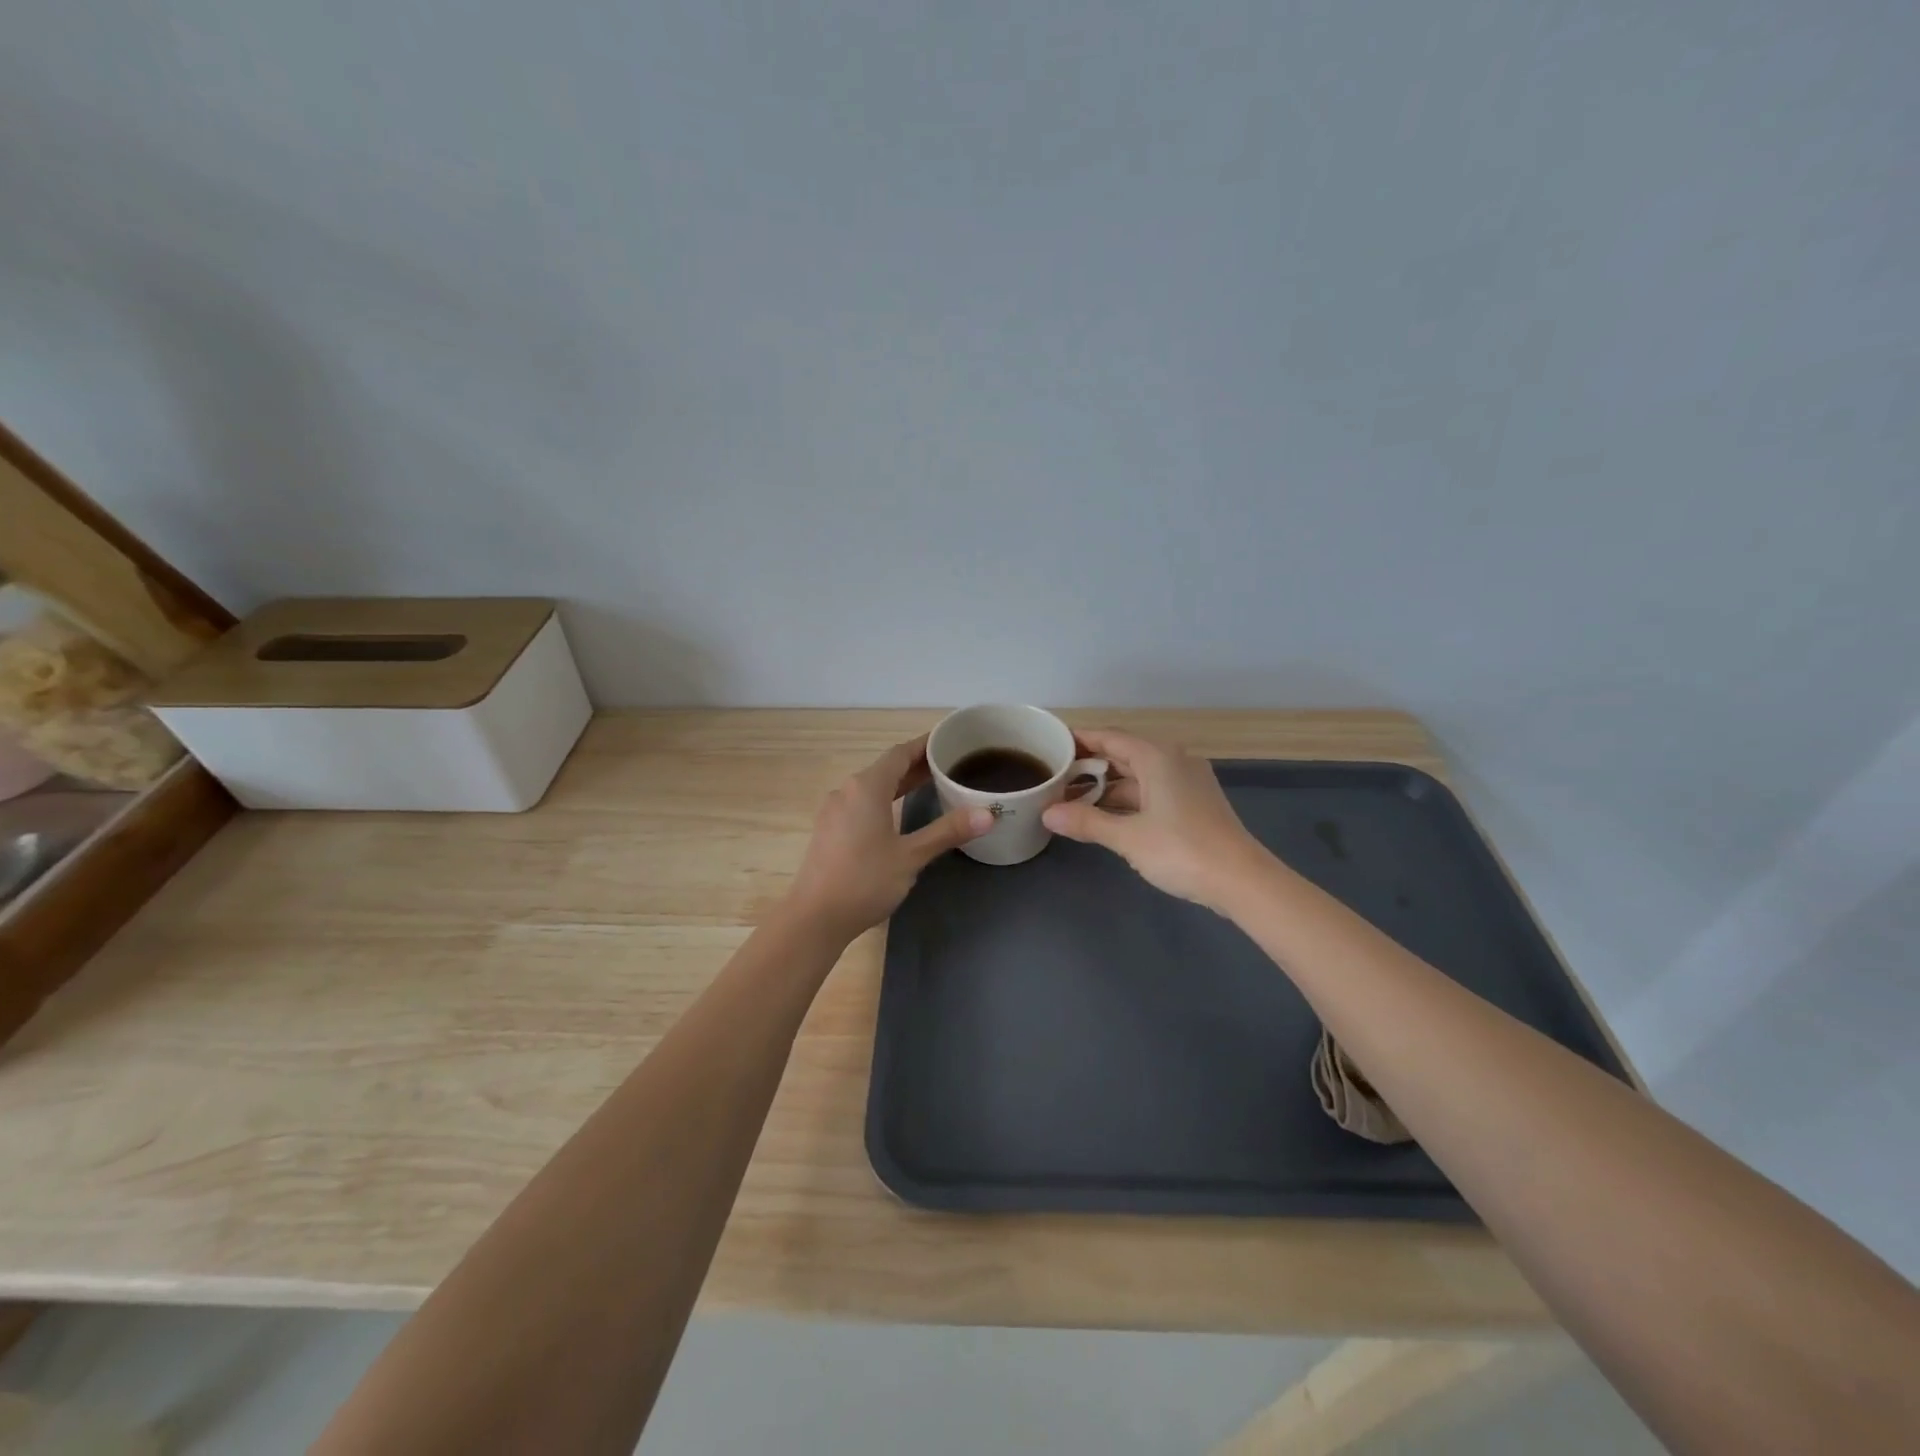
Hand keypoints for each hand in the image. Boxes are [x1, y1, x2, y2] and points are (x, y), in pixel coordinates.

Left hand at [786, 736, 992, 939]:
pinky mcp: (829, 830)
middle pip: (886, 768)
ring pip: (872, 787)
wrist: (815, 917)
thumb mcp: (911, 856)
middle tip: (949, 765)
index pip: (900, 753)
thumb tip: (987, 814)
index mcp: (867, 787)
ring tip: (931, 786)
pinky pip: (861, 803)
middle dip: (916, 765)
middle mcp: (847, 791)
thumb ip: (947, 831)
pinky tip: (898, 814)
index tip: (948, 741)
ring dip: (900, 784)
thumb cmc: (865, 881)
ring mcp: (834, 811)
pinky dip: (885, 800)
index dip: (924, 745)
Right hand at [1041, 730, 1267, 911]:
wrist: (1242, 880)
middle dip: (1089, 765)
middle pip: (1123, 754)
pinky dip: (1127, 800)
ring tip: (1072, 800)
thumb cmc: (1182, 850)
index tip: (1051, 746)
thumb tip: (1048, 814)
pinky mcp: (1194, 803)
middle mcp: (1173, 760)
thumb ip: (1087, 822)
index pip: (1109, 737)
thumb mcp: (1128, 837)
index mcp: (1157, 757)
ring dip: (1107, 787)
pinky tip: (1106, 817)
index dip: (1079, 740)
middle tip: (1054, 776)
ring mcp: (1186, 782)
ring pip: (1137, 776)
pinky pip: (1151, 791)